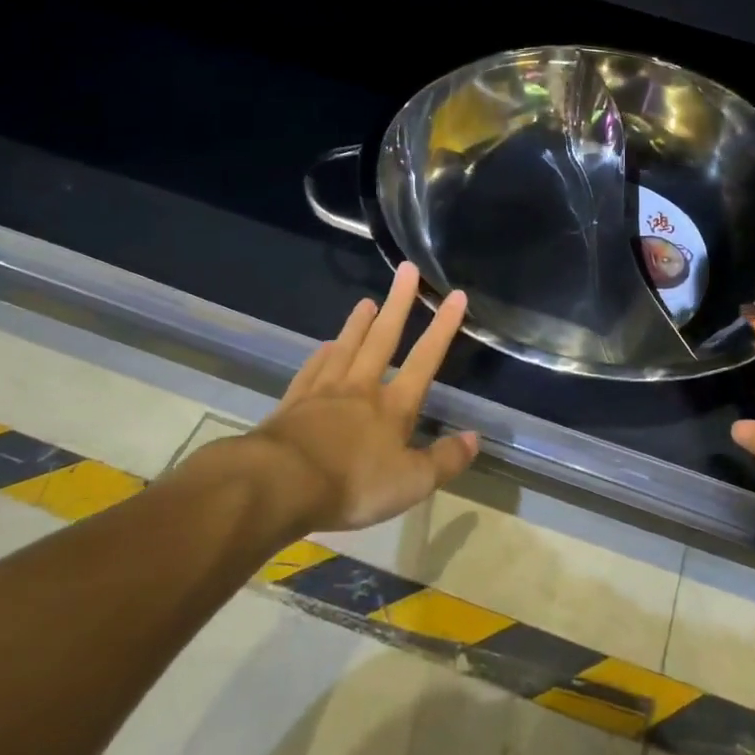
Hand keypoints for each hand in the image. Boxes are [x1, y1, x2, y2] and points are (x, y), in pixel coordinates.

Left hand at [182, 263, 478, 533]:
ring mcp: (323, 393)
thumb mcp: (411, 483)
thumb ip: (445, 460)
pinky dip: (321, 355)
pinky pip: (311, 371)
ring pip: (345, 348)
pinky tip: (324, 347)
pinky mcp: (293, 404)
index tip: (454, 295)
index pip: (425, 360)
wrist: (279, 484)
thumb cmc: (353, 484)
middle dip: (398, 304)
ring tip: (366, 301)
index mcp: (393, 406)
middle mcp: (361, 389)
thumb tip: (475, 439)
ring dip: (358, 324)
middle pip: (383, 339)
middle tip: (406, 271)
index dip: (443, 328)